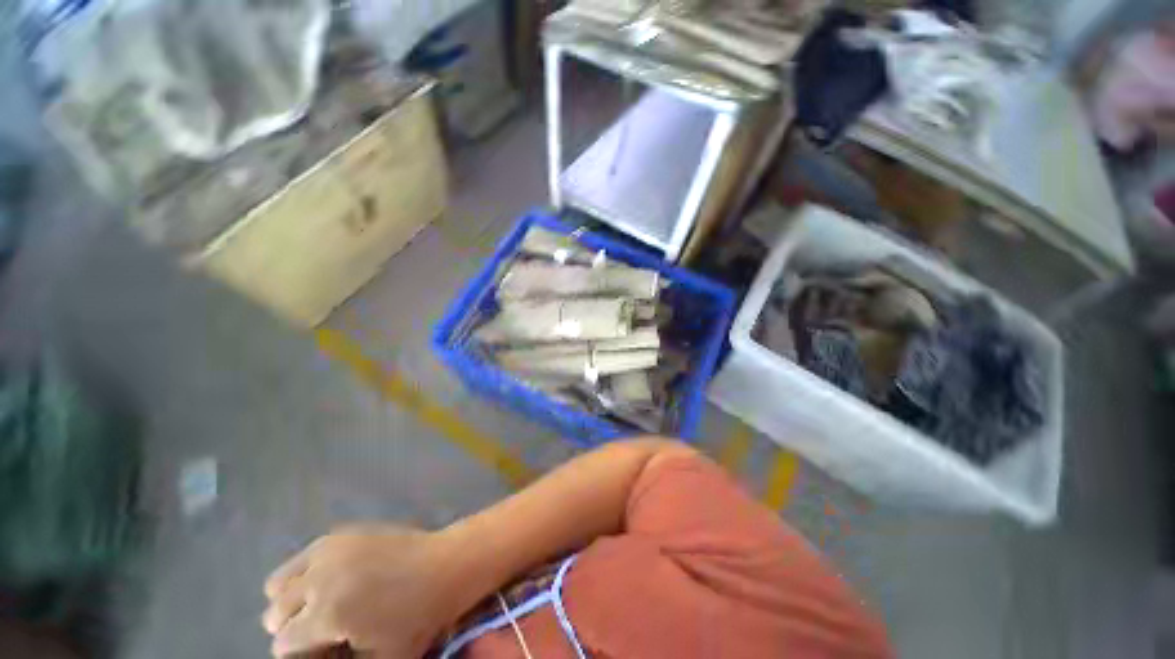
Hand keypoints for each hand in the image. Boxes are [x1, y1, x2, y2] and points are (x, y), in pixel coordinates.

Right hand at [262, 525, 469, 657]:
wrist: (445, 565)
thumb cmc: (417, 618)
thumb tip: (314, 655)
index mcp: (328, 614)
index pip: (282, 644)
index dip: (300, 653)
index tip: (323, 649)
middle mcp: (320, 578)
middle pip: (275, 613)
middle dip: (293, 626)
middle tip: (322, 629)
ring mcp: (330, 549)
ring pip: (279, 583)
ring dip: (292, 599)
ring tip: (319, 604)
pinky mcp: (341, 533)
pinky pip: (302, 557)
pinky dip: (305, 572)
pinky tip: (329, 580)